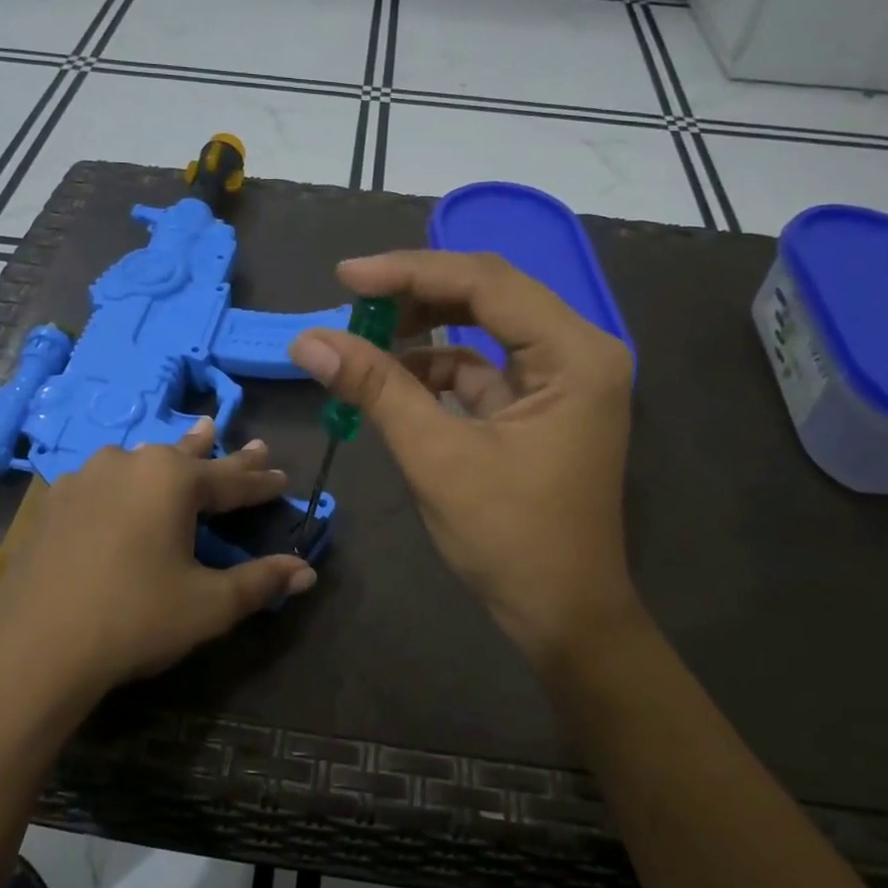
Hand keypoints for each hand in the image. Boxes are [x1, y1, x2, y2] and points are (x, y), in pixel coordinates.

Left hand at [0, 420, 315, 715]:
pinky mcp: (54, 501)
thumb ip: (260, 583)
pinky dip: (128, 480)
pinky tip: (123, 484)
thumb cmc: (134, 619)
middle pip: (189, 458)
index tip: (282, 477)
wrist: (33, 647)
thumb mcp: (208, 605)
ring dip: (173, 456)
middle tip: (252, 444)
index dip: (261, 483)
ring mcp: (85, 478)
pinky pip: (105, 480)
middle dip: (223, 455)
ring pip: (143, 461)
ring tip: (193, 439)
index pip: (231, 480)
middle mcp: (129, 464)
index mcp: (172, 480)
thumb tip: (307, 572)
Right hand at [289, 251, 635, 661]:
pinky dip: (435, 372)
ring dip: (422, 334)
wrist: (562, 615)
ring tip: (361, 344)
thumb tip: (308, 340)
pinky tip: (393, 383)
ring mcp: (562, 380)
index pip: (486, 282)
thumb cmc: (511, 538)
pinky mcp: (540, 406)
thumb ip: (376, 389)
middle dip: (415, 297)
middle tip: (351, 305)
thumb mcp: (437, 457)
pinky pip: (482, 369)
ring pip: (481, 330)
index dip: (410, 272)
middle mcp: (578, 352)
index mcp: (575, 353)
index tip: (345, 279)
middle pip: (487, 296)